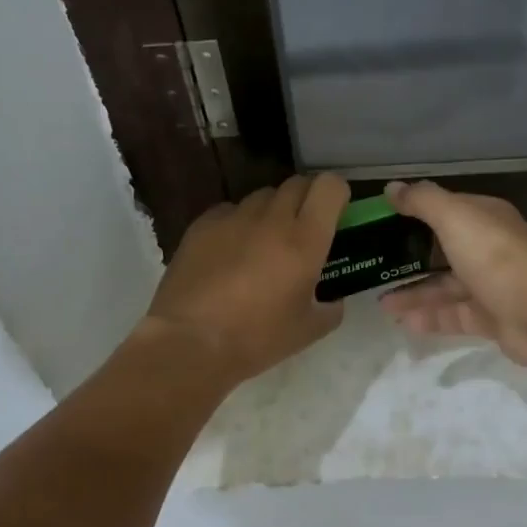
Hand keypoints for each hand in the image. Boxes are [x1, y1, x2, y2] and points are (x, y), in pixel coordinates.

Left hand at [140, 174, 349, 385]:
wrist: (189, 343)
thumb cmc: (255, 338)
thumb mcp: (308, 331)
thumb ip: (330, 308)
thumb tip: (332, 298)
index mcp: (304, 240)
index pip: (329, 186)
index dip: (337, 194)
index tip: (336, 213)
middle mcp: (271, 218)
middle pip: (297, 184)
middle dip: (307, 199)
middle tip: (304, 228)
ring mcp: (233, 217)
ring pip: (262, 196)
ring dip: (272, 211)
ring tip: (264, 242)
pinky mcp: (202, 225)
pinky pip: (229, 210)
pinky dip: (238, 222)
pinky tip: (230, 251)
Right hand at [378, 180, 526, 373]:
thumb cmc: (495, 256)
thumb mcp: (454, 217)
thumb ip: (422, 201)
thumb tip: (392, 187)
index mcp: (484, 218)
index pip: (446, 209)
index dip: (415, 213)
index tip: (380, 223)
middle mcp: (489, 248)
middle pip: (443, 250)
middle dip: (410, 258)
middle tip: (375, 266)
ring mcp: (492, 285)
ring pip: (446, 286)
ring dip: (414, 293)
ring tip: (380, 303)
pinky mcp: (492, 318)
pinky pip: (454, 315)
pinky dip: (430, 317)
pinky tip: (403, 322)